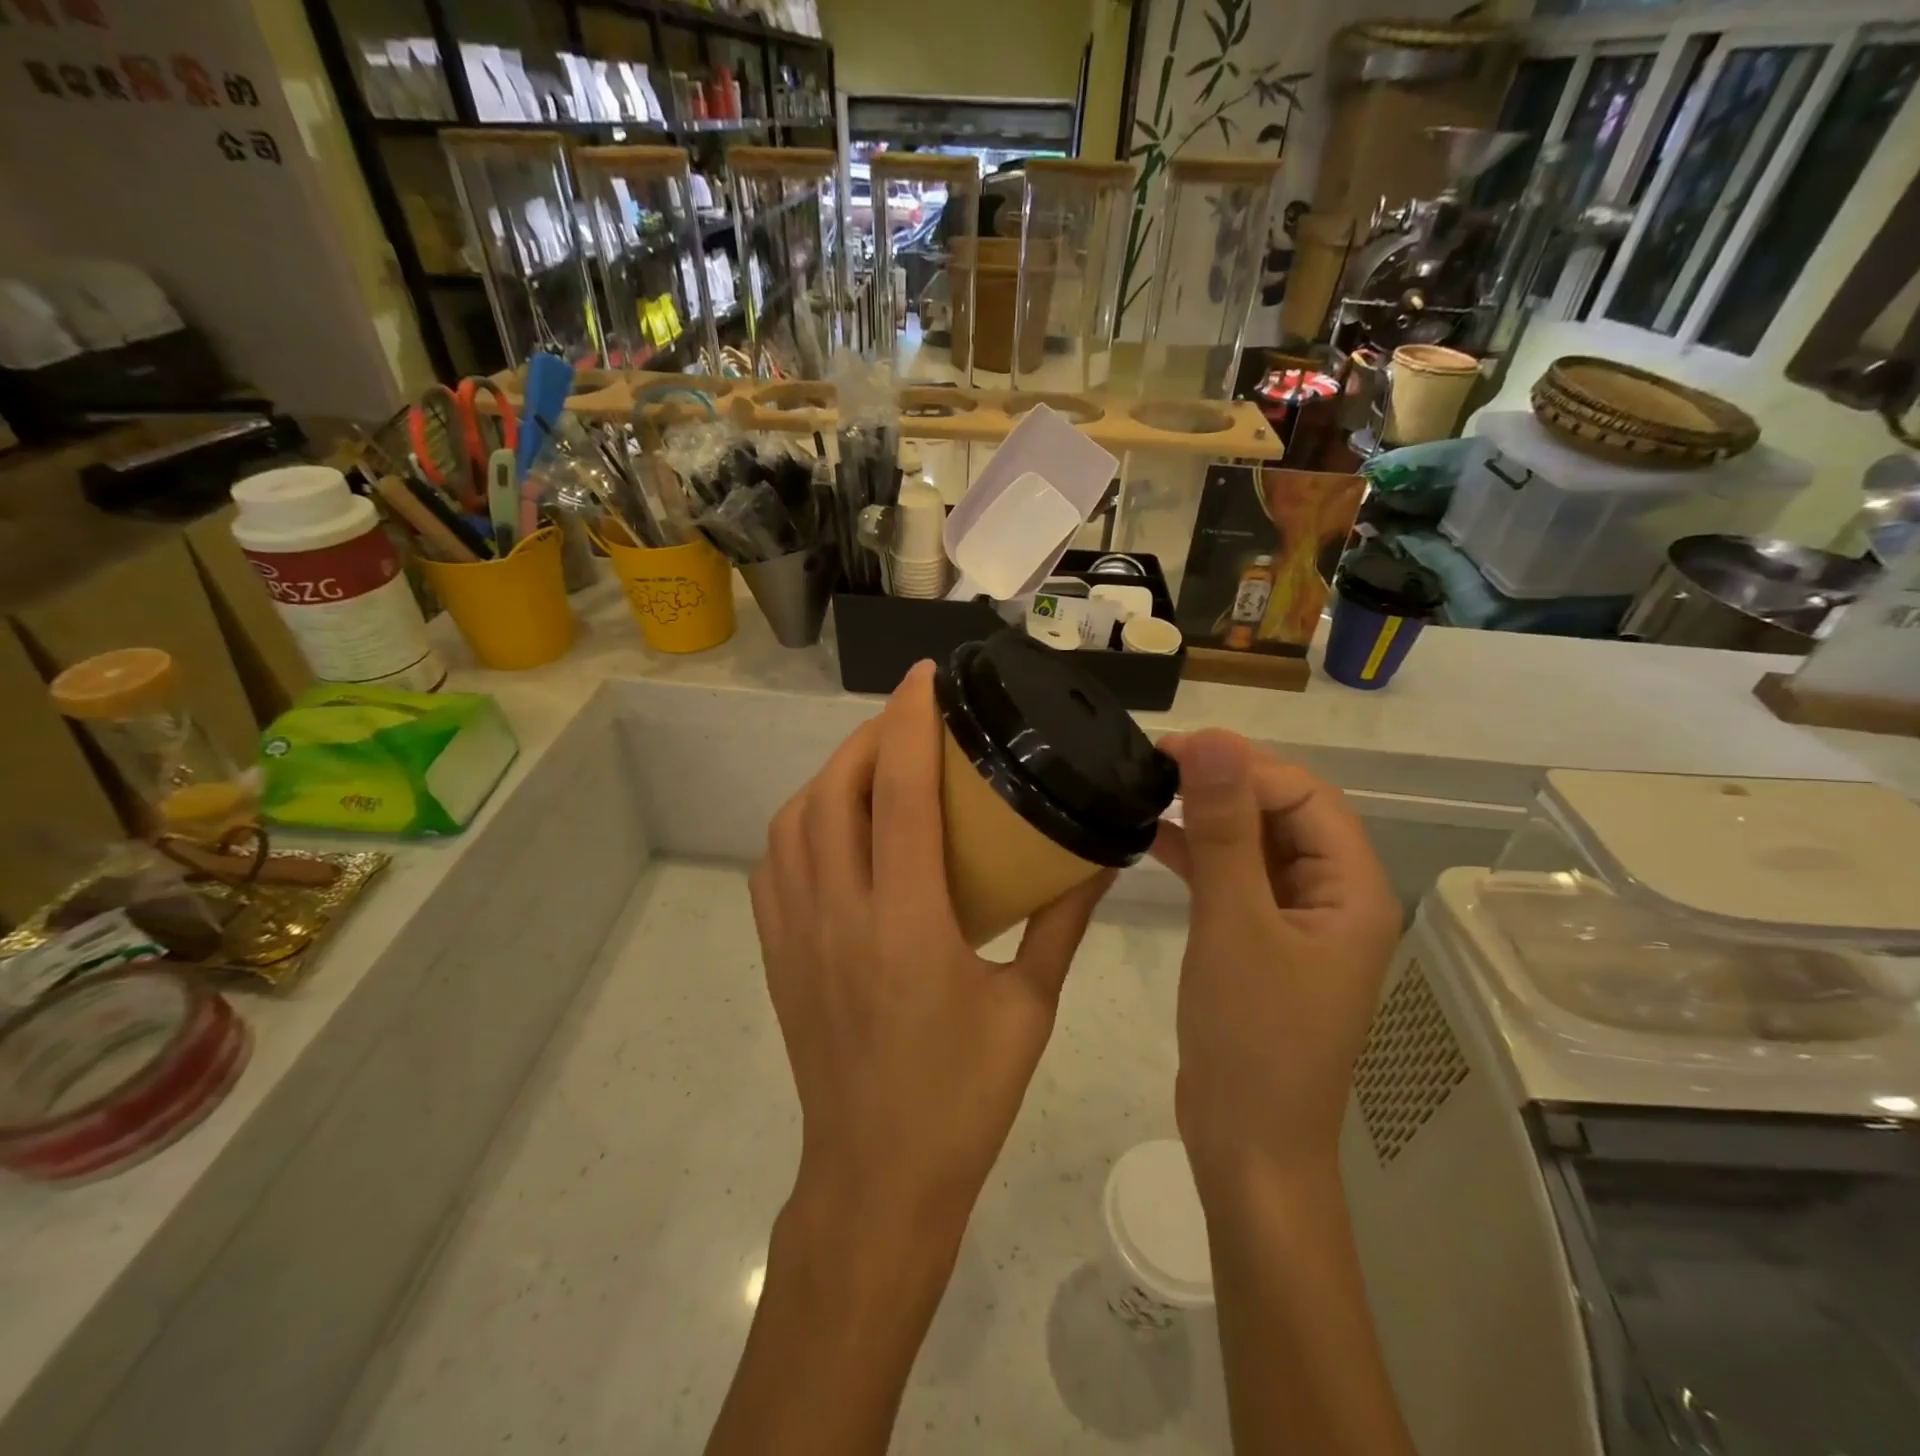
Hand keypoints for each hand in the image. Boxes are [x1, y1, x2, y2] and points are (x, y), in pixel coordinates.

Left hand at [751, 661, 1111, 1242]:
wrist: (876, 1180)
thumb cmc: (963, 1098)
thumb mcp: (1030, 1008)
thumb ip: (1061, 921)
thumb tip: (1099, 855)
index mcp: (906, 925)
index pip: (900, 794)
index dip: (910, 723)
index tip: (926, 678)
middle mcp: (839, 915)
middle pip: (834, 791)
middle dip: (870, 737)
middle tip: (912, 718)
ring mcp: (795, 934)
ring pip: (793, 821)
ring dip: (832, 775)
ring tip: (876, 763)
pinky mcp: (777, 954)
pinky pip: (775, 862)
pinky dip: (803, 821)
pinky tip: (837, 825)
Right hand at [1152, 731, 1400, 1193]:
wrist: (1247, 1145)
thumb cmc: (1252, 1037)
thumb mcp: (1235, 923)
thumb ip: (1225, 829)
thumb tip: (1213, 740)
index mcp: (1351, 889)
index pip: (1304, 795)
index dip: (1243, 763)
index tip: (1174, 748)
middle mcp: (1332, 896)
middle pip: (1282, 812)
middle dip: (1223, 782)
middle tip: (1154, 764)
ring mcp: (1295, 920)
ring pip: (1254, 843)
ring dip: (1206, 815)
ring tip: (1147, 789)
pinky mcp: (1259, 940)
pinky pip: (1233, 878)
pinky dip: (1197, 853)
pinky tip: (1150, 837)